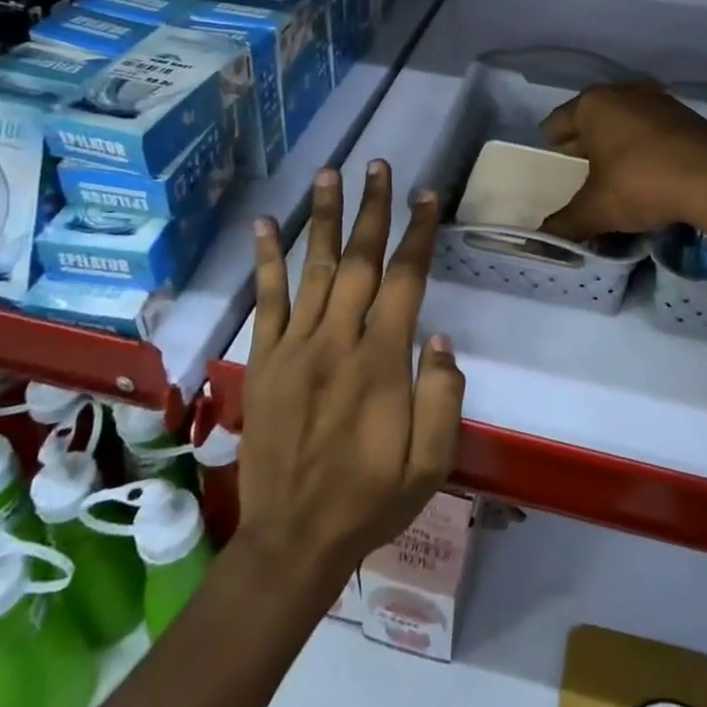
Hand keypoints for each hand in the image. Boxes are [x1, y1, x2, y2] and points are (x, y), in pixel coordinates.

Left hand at [238, 161, 465, 588]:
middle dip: (373, 209)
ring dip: (324, 218)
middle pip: (361, 261)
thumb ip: (442, 398)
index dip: (418, 234)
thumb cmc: (371, 500)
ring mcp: (295, 347)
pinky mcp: (264, 360)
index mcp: (381, 363)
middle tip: (379, 166)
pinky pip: (267, 300)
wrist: (293, 541)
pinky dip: (268, 259)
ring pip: (315, 268)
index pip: (405, 280)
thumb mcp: (429, 464)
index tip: (427, 197)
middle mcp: (337, 341)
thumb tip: (438, 338)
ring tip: (329, 173)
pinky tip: (266, 223)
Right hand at [538, 83, 706, 240]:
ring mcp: (658, 100)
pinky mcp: (685, 115)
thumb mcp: (597, 210)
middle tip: (578, 176)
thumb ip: (565, 223)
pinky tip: (647, 173)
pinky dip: (642, 147)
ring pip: (622, 122)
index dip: (550, 148)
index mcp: (592, 105)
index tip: (551, 167)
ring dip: (615, 145)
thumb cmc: (643, 184)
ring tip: (613, 176)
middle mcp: (623, 92)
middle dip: (583, 146)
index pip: (555, 123)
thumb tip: (544, 238)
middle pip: (590, 120)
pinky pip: (650, 129)